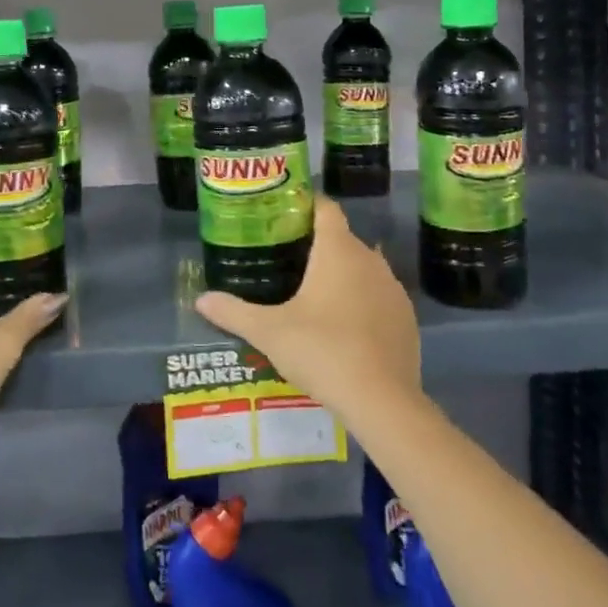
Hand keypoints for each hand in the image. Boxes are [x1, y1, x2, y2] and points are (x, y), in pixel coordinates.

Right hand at [195, 196, 420, 425]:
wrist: (382, 401)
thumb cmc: (321, 350)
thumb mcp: (268, 332)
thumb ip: (233, 312)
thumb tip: (201, 300)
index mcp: (338, 251)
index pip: (325, 209)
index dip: (305, 205)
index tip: (283, 214)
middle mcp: (370, 260)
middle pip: (343, 239)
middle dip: (317, 244)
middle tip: (285, 258)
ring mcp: (393, 290)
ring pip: (364, 268)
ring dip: (342, 274)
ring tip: (312, 293)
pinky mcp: (406, 319)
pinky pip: (379, 297)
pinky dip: (361, 302)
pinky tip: (343, 326)